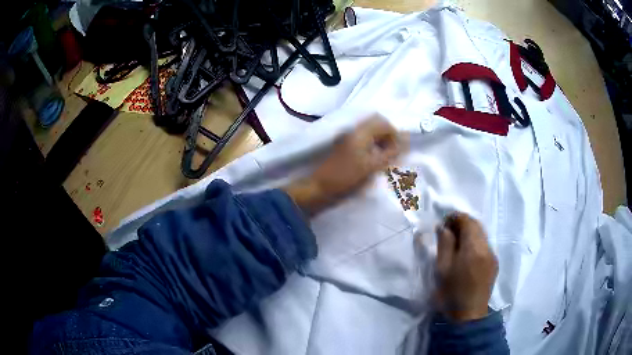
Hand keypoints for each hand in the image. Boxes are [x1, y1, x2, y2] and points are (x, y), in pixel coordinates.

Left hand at [284, 116, 403, 214]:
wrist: (320, 188)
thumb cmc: (347, 178)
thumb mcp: (373, 166)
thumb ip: (391, 151)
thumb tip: (406, 138)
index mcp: (360, 132)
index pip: (383, 123)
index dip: (395, 135)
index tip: (398, 151)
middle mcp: (353, 130)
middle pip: (376, 124)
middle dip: (388, 136)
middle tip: (392, 154)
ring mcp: (347, 137)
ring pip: (370, 132)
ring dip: (380, 141)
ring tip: (385, 158)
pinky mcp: (345, 146)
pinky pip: (363, 139)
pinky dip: (372, 146)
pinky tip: (374, 160)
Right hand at [434, 212, 497, 321]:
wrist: (468, 316)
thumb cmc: (452, 293)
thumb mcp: (442, 268)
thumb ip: (444, 244)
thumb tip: (444, 227)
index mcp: (474, 248)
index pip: (467, 221)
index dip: (455, 217)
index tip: (443, 223)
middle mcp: (487, 248)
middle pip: (477, 225)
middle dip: (462, 223)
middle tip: (448, 231)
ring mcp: (493, 256)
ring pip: (482, 235)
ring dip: (469, 233)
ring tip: (456, 242)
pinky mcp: (494, 264)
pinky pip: (485, 245)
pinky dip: (475, 242)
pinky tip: (466, 254)